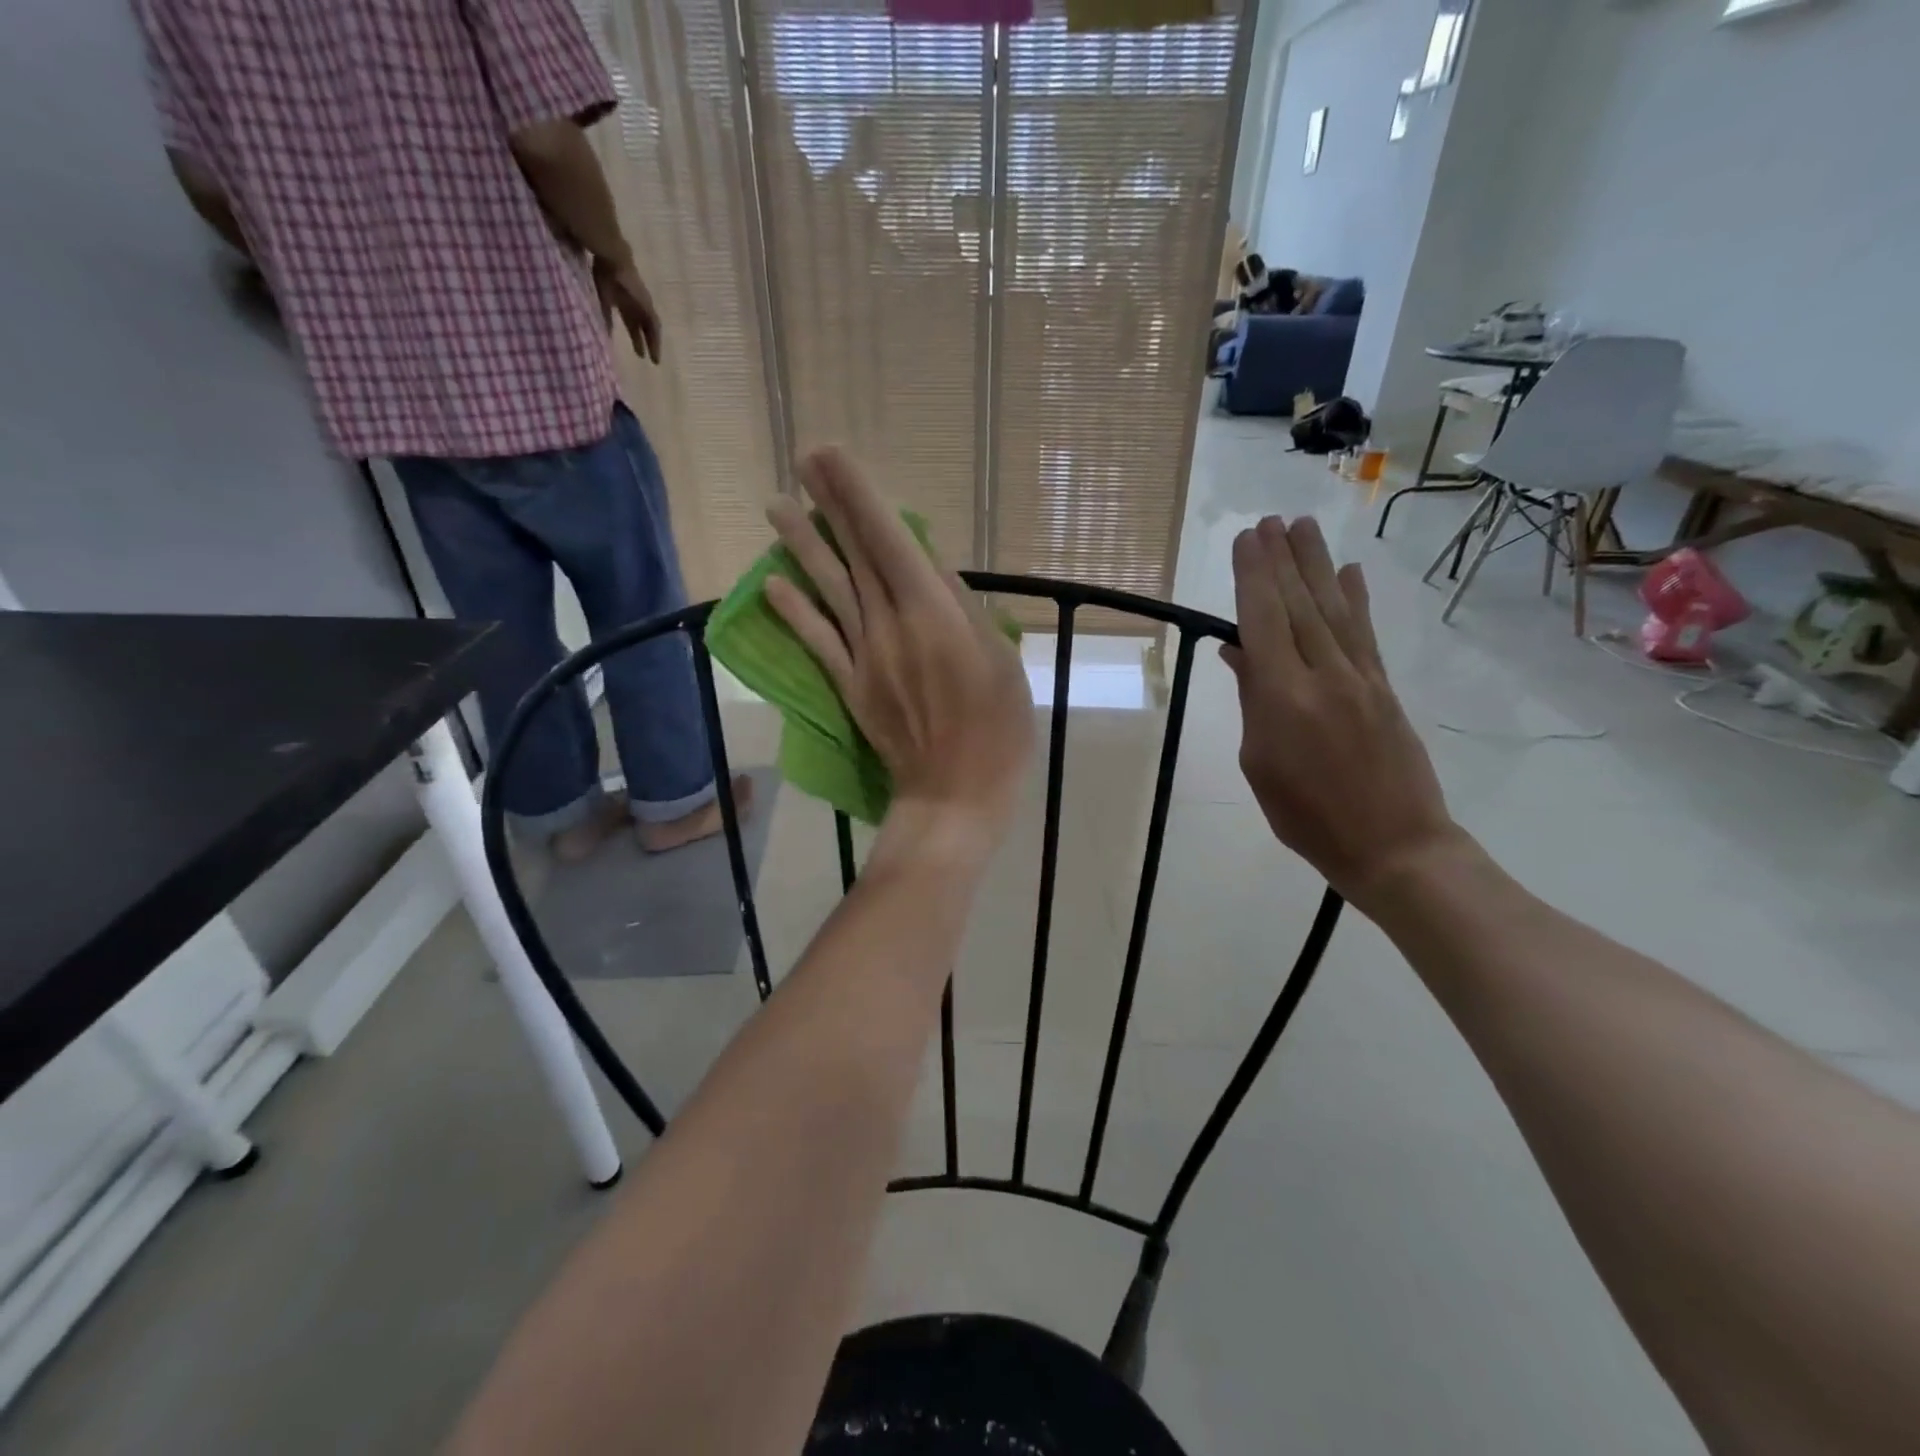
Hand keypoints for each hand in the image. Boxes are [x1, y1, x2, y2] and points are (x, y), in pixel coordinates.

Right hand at [594, 258, 661, 363]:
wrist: (612, 258)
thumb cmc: (604, 273)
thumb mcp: (603, 299)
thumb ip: (605, 316)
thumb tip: (604, 333)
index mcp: (626, 303)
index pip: (634, 324)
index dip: (636, 338)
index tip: (639, 353)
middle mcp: (638, 306)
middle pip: (644, 328)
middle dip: (646, 343)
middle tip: (650, 359)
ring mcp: (645, 304)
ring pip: (652, 328)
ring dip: (654, 343)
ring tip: (655, 359)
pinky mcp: (647, 304)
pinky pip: (654, 323)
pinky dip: (655, 335)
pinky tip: (656, 345)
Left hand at [763, 448, 1033, 858]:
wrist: (954, 795)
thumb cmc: (997, 730)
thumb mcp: (1000, 661)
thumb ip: (963, 609)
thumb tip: (928, 566)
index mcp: (933, 615)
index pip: (890, 541)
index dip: (859, 496)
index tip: (832, 457)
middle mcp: (890, 626)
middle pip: (857, 556)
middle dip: (830, 504)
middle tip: (805, 460)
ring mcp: (864, 656)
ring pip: (830, 590)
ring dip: (803, 547)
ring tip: (778, 507)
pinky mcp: (850, 686)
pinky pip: (818, 642)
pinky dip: (794, 613)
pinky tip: (771, 585)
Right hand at [1224, 516, 1466, 906]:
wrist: (1394, 846)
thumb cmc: (1307, 816)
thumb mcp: (1260, 764)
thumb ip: (1252, 703)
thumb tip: (1240, 654)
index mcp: (1282, 698)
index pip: (1263, 622)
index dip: (1253, 577)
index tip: (1246, 540)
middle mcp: (1323, 676)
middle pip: (1299, 605)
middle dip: (1281, 559)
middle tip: (1269, 521)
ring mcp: (1360, 679)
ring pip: (1333, 610)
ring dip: (1316, 565)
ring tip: (1302, 528)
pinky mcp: (1384, 688)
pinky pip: (1365, 634)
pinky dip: (1356, 600)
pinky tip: (1349, 573)